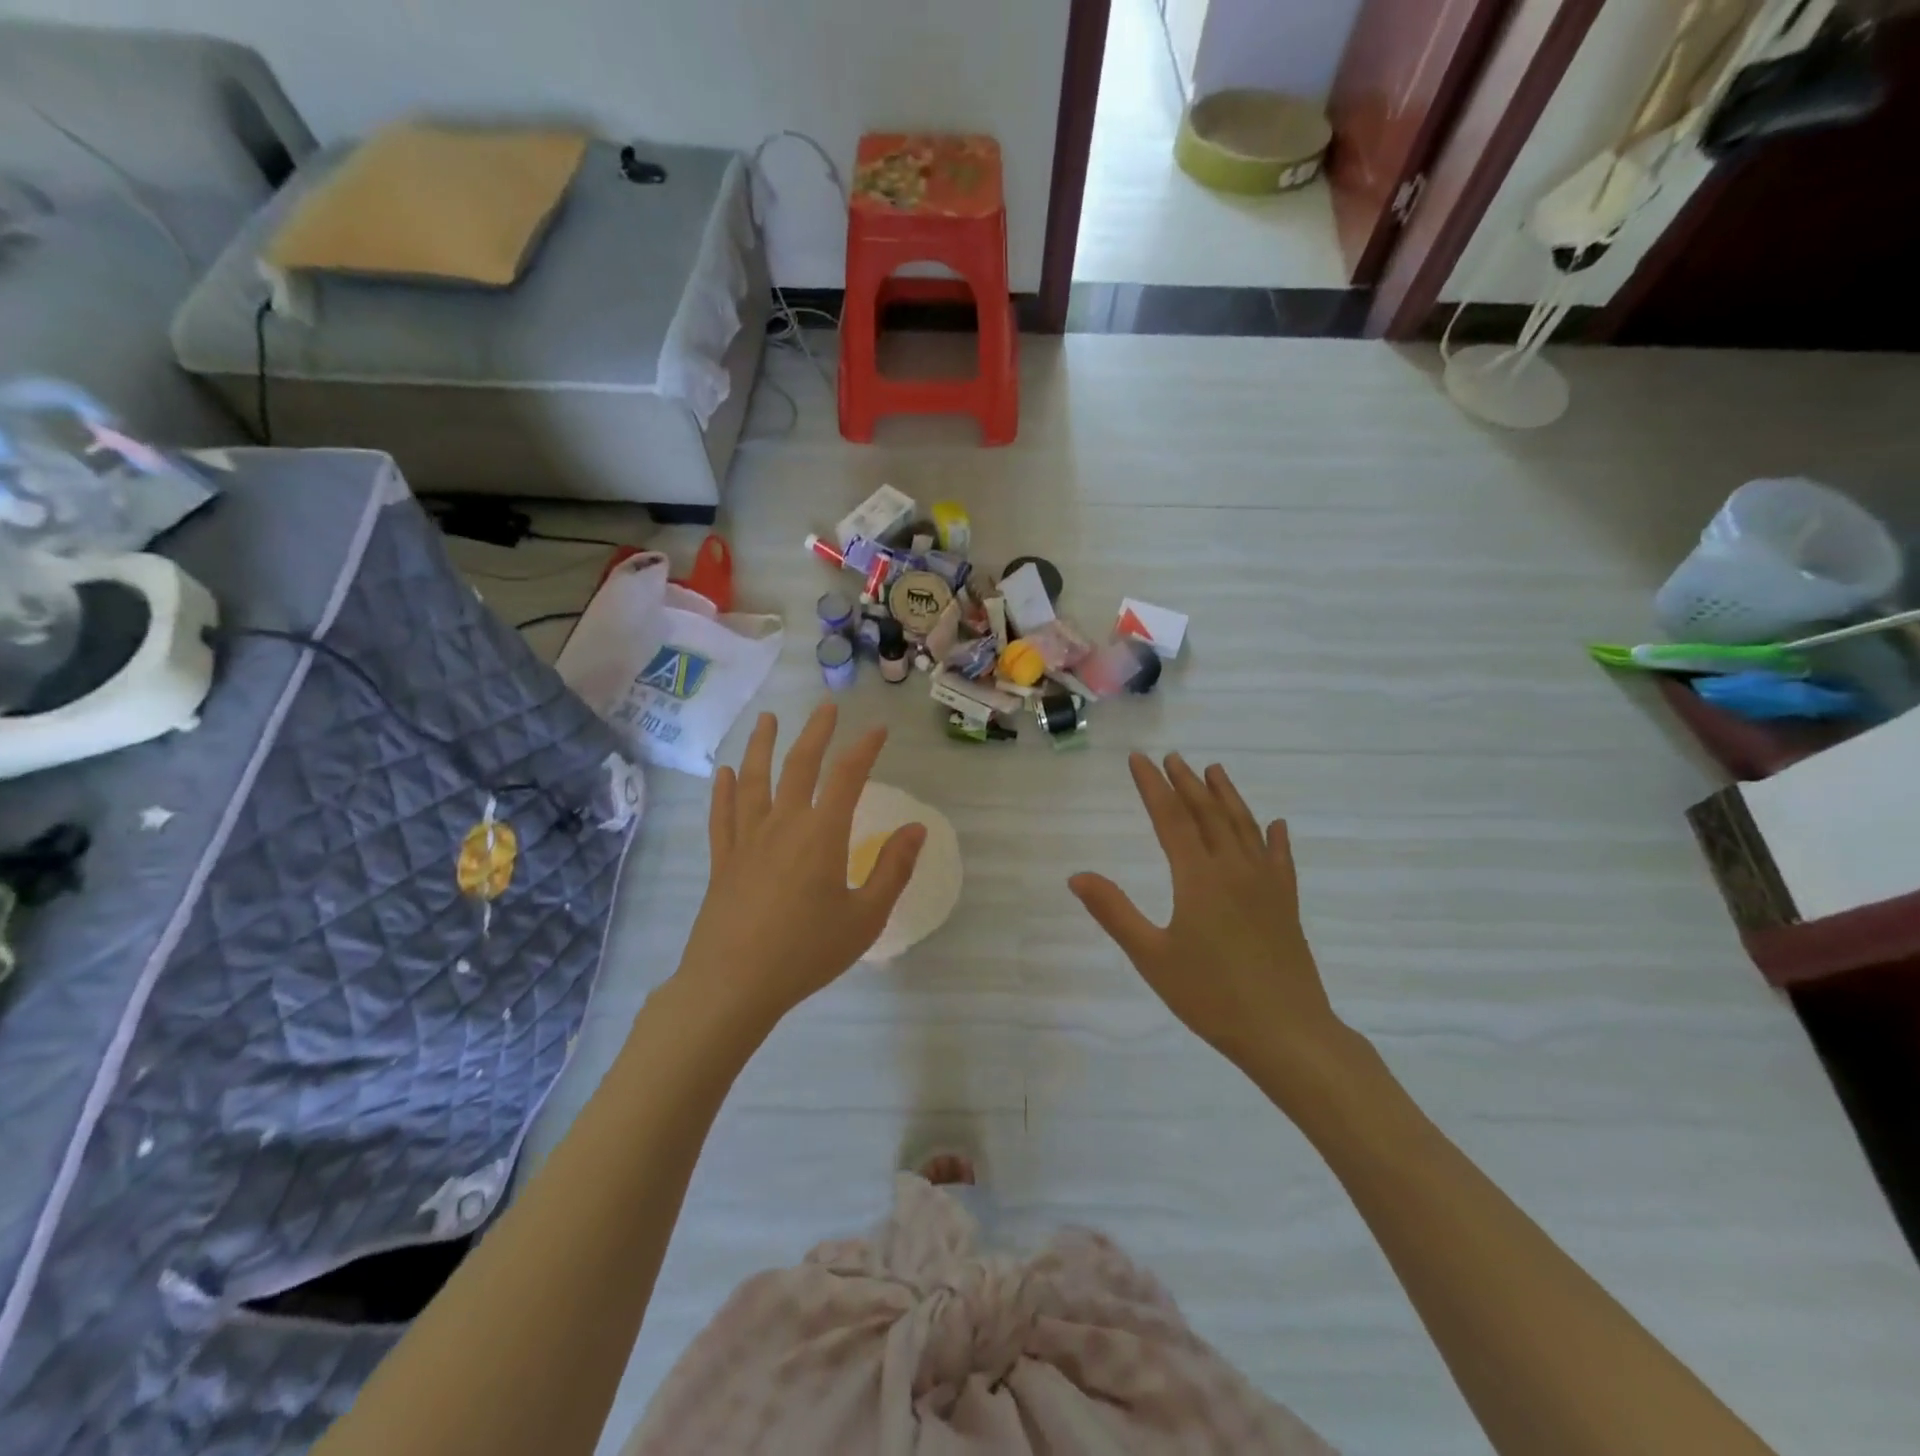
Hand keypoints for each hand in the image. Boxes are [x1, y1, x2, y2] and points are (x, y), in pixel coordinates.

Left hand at [674, 705, 925, 1028]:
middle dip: (815, 732)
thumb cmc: (806, 952)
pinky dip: (723, 790)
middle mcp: (782, 823)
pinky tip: (723, 773)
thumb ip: (892, 869)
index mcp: (821, 833)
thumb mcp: (865, 917)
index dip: (864, 748)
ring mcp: (747, 839)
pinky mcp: (723, 860)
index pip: (847, 776)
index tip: (878, 729)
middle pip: (799, 764)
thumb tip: (916, 829)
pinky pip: (722, 815)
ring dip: (761, 746)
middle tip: (825, 707)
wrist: (733, 985)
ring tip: (766, 720)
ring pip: (753, 780)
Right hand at [1069, 754, 1345, 1075]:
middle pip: (1208, 814)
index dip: (1152, 786)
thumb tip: (1077, 876)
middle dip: (1187, 783)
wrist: (1287, 1033)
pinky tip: (1276, 825)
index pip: (1170, 819)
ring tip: (1215, 771)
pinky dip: (1275, 837)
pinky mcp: (1287, 904)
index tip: (1138, 760)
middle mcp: (1234, 869)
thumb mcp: (1152, 956)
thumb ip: (1114, 912)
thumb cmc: (1211, 996)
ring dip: (1227, 797)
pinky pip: (1281, 859)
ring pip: (1245, 827)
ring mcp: (1266, 885)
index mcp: (1198, 877)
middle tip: (1172, 757)